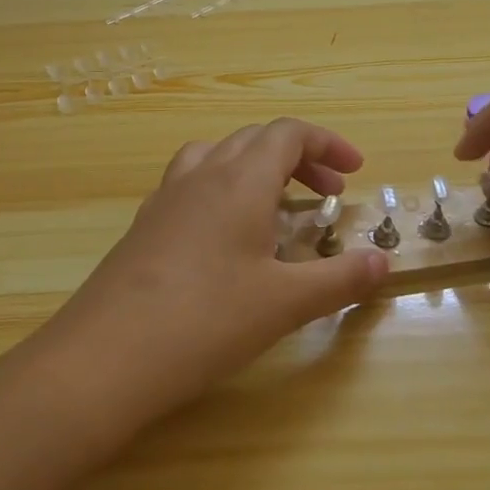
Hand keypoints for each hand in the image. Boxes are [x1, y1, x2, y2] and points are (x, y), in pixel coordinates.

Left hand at [30, 119, 388, 432]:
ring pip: (218, 154)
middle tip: (327, 191)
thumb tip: (383, 262)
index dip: (327, 142)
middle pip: (256, 139)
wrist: (107, 355)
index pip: (289, 134)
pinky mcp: (145, 223)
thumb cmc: (206, 320)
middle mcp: (203, 174)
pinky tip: (224, 234)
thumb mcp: (284, 303)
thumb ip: (339, 279)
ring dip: (255, 166)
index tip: (355, 169)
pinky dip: (221, 188)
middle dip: (298, 157)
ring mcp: (167, 196)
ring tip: (275, 203)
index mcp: (241, 179)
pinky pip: (191, 182)